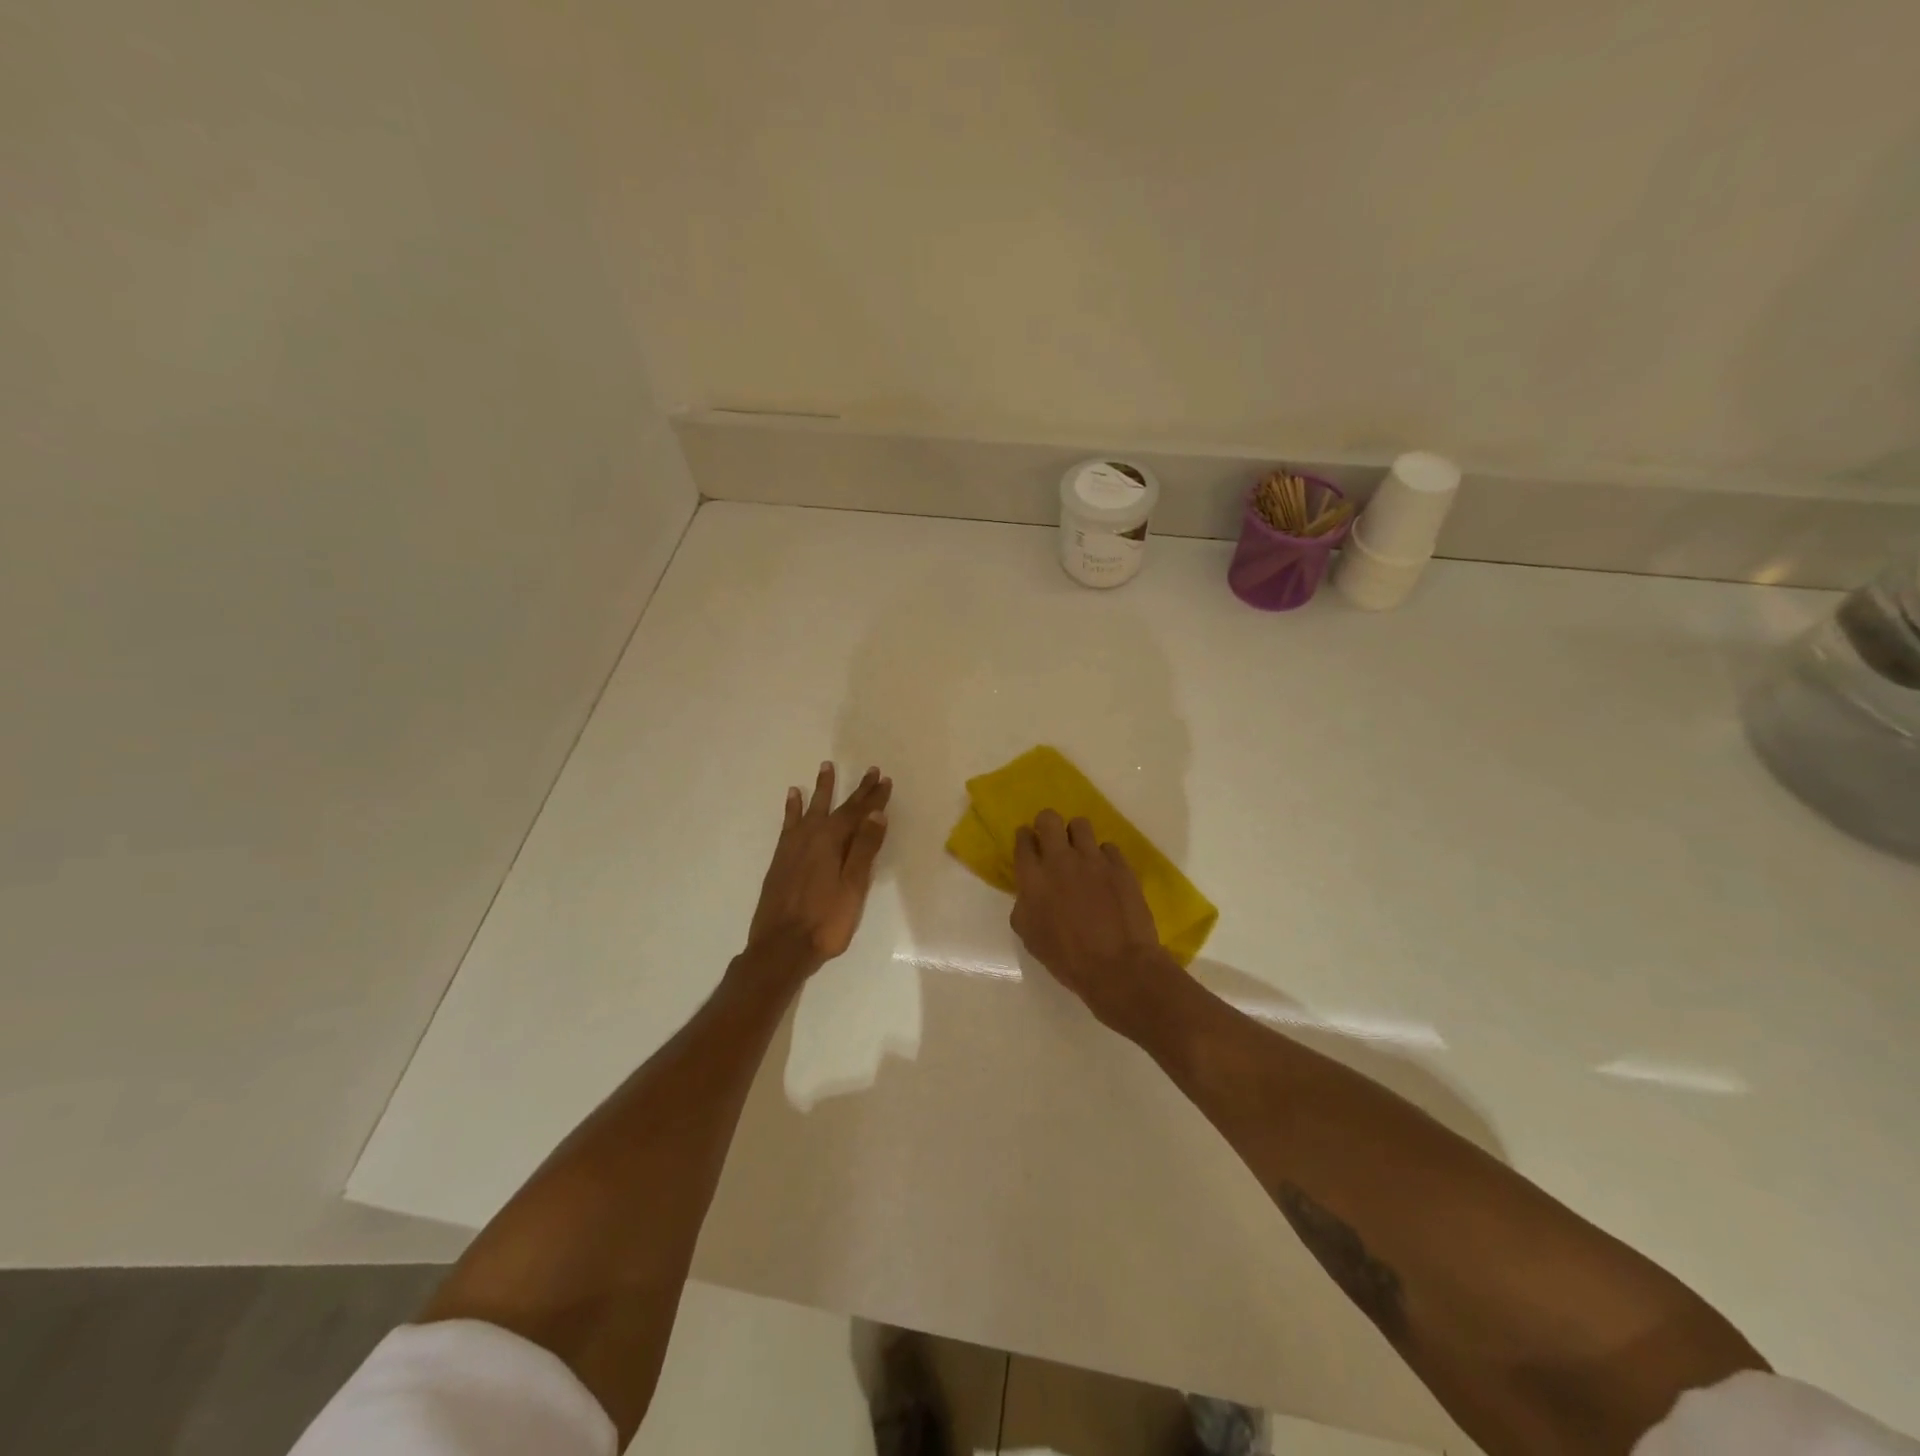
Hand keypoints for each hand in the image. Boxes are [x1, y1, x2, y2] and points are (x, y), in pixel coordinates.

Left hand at [745, 762, 891, 977]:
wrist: (781, 947)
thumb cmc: (825, 921)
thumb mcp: (853, 886)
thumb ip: (864, 849)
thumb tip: (875, 813)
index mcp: (832, 842)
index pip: (857, 813)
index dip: (873, 797)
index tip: (884, 779)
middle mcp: (811, 837)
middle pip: (837, 807)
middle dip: (855, 790)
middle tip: (868, 771)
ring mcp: (792, 847)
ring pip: (810, 809)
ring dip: (821, 790)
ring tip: (826, 768)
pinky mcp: (780, 859)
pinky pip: (789, 823)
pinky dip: (793, 808)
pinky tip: (793, 798)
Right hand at [1010, 810, 1179, 1032]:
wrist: (1119, 967)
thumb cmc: (1068, 959)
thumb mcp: (1030, 937)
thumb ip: (1024, 906)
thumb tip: (1029, 893)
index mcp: (1033, 879)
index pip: (1023, 840)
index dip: (1025, 839)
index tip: (1030, 845)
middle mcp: (1060, 860)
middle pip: (1049, 819)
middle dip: (1047, 824)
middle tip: (1052, 841)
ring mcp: (1093, 860)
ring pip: (1080, 824)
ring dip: (1076, 836)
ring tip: (1081, 855)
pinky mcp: (1120, 865)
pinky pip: (1108, 847)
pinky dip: (1104, 857)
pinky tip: (1106, 874)